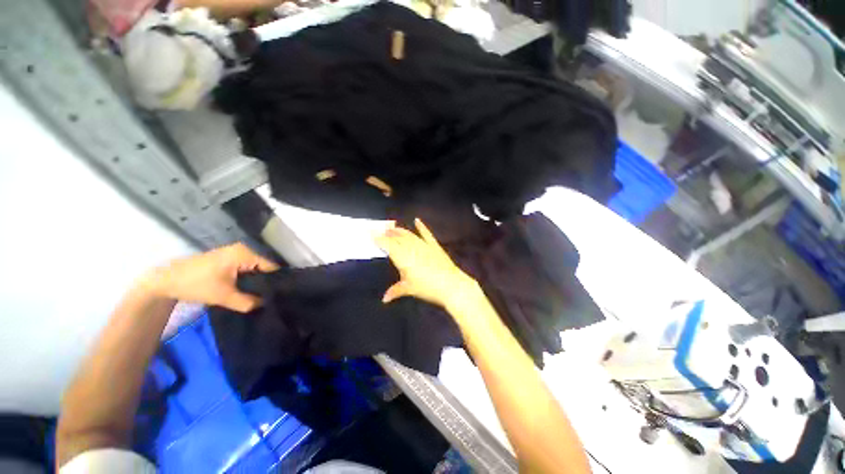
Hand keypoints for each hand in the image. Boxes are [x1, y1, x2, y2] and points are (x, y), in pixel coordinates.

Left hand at [137, 243, 277, 311]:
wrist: (165, 280)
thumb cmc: (196, 284)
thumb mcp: (224, 297)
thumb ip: (249, 302)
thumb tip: (267, 303)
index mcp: (246, 253)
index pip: (271, 267)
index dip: (275, 282)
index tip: (277, 296)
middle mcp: (244, 250)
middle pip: (264, 268)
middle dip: (266, 283)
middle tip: (270, 299)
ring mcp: (236, 253)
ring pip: (255, 270)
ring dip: (256, 282)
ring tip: (261, 296)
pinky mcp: (229, 259)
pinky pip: (247, 269)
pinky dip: (248, 280)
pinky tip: (248, 291)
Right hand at [374, 219, 477, 308]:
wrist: (450, 285)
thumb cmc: (427, 288)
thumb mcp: (409, 289)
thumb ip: (395, 291)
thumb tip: (384, 299)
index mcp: (402, 257)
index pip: (387, 244)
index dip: (379, 238)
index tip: (371, 233)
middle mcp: (411, 248)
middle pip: (397, 237)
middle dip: (388, 233)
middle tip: (382, 230)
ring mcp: (423, 245)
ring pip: (409, 234)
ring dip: (400, 230)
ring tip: (393, 228)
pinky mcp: (434, 245)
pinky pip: (426, 234)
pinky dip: (421, 227)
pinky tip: (417, 220)